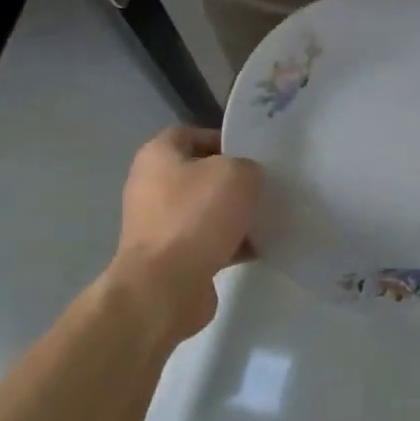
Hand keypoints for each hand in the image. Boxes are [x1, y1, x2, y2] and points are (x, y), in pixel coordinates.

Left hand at [109, 127, 260, 341]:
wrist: (165, 286)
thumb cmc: (196, 217)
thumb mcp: (236, 175)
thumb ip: (248, 167)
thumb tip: (247, 179)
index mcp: (158, 155)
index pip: (192, 134)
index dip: (224, 140)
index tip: (254, 155)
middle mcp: (151, 185)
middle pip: (201, 174)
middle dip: (234, 181)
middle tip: (265, 187)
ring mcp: (158, 224)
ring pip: (206, 210)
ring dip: (235, 215)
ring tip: (268, 219)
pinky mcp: (170, 257)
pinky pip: (207, 242)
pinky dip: (231, 244)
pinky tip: (259, 248)